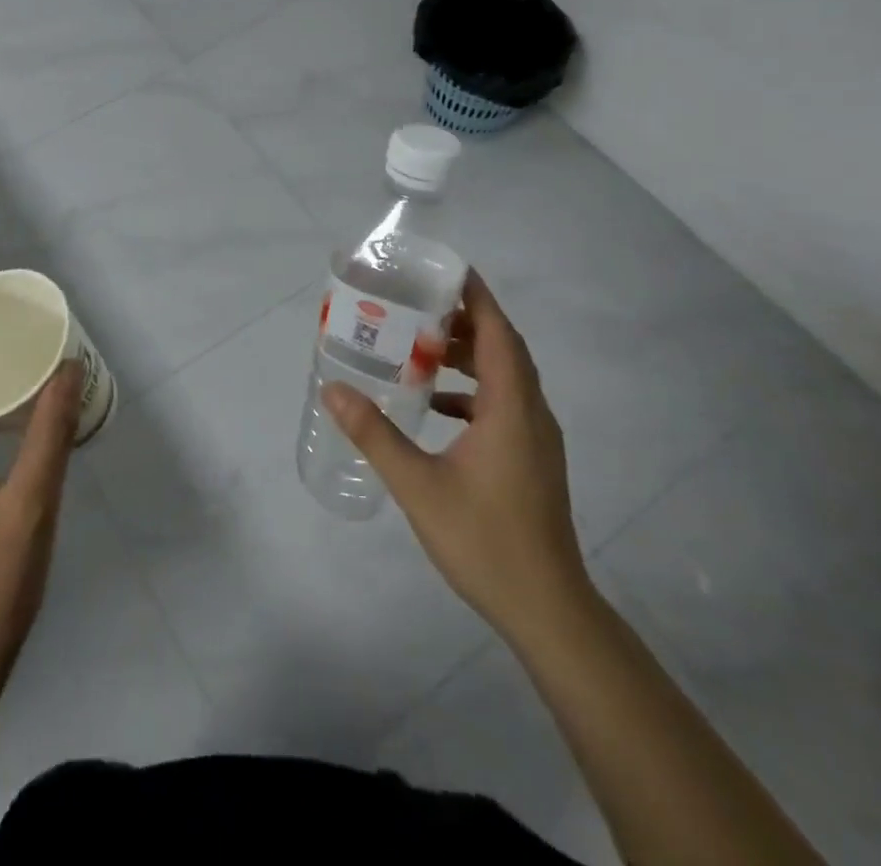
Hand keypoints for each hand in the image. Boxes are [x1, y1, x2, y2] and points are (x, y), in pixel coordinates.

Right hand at [322, 270, 589, 632]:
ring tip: (423, 346)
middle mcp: (531, 413)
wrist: (547, 609)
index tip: (445, 270)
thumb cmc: (484, 541)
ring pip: (506, 376)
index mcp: (511, 407)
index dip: (476, 296)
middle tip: (419, 306)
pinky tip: (438, 405)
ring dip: (470, 355)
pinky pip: (504, 404)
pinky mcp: (533, 459)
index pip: (498, 332)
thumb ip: (375, 434)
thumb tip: (333, 389)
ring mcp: (536, 438)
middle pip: (503, 348)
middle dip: (465, 320)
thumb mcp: (418, 485)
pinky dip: (473, 391)